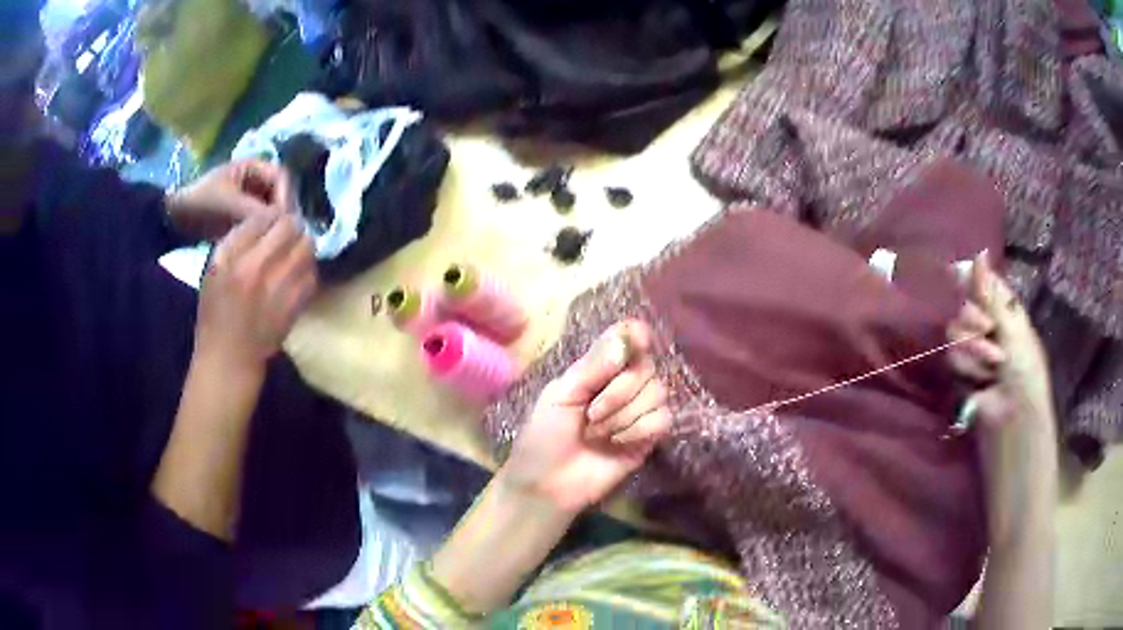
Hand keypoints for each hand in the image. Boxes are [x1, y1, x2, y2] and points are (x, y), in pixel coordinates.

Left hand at [167, 159, 292, 240]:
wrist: (173, 221)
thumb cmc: (200, 204)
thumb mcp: (229, 205)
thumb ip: (256, 212)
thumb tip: (286, 225)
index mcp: (254, 166)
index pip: (284, 178)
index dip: (287, 198)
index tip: (284, 222)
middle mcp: (257, 179)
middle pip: (282, 195)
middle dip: (282, 215)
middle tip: (281, 237)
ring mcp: (251, 198)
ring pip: (273, 211)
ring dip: (273, 226)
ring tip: (270, 244)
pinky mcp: (244, 216)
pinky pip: (262, 224)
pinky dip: (263, 234)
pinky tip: (259, 247)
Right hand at [196, 213, 316, 372]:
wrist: (230, 356)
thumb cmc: (216, 310)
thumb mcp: (214, 268)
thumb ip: (238, 239)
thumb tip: (265, 217)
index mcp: (237, 260)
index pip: (266, 217)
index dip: (271, 215)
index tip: (270, 223)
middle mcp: (261, 270)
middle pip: (291, 228)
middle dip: (291, 226)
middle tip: (285, 233)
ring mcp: (282, 289)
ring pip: (307, 248)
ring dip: (302, 245)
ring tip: (293, 251)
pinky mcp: (296, 306)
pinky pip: (312, 274)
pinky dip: (308, 268)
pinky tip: (297, 272)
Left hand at [498, 321, 671, 513]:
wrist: (548, 485)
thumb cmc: (544, 437)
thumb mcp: (561, 395)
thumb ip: (595, 366)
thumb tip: (631, 336)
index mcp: (598, 368)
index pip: (629, 338)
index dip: (636, 336)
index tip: (637, 341)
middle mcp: (623, 384)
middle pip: (646, 367)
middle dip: (619, 391)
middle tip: (590, 414)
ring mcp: (638, 411)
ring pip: (657, 393)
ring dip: (624, 414)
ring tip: (597, 433)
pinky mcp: (649, 438)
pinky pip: (662, 419)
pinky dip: (638, 429)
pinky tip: (617, 442)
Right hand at [947, 252, 1054, 432]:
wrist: (1013, 414)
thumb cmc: (1024, 368)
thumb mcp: (1013, 326)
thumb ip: (990, 294)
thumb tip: (979, 253)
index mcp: (1004, 310)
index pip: (983, 283)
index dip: (974, 280)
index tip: (961, 275)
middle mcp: (987, 325)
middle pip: (966, 305)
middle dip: (975, 318)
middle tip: (988, 329)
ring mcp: (973, 349)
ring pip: (956, 330)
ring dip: (973, 347)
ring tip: (992, 365)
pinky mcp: (961, 371)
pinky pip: (952, 356)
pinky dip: (967, 367)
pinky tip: (981, 379)